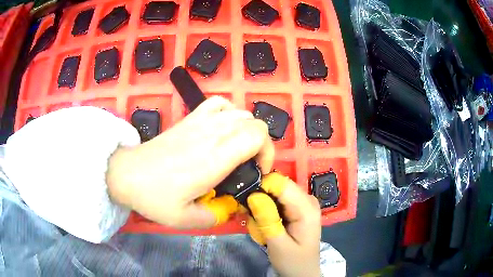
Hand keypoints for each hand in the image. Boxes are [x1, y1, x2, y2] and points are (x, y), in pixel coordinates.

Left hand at [106, 96, 274, 228]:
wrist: (128, 174)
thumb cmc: (155, 197)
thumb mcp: (186, 219)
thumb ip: (215, 217)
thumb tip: (231, 208)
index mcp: (216, 158)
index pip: (257, 136)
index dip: (268, 152)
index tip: (258, 171)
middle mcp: (213, 134)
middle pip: (254, 122)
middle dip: (261, 144)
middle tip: (249, 165)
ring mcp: (200, 122)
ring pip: (240, 112)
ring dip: (247, 130)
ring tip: (237, 149)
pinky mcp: (190, 118)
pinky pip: (218, 103)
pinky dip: (228, 112)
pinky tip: (222, 128)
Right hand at [247, 173, 320, 276]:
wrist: (303, 271)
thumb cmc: (293, 261)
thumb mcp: (278, 245)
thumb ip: (267, 220)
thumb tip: (253, 195)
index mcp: (307, 207)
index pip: (281, 183)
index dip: (261, 187)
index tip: (246, 201)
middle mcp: (307, 199)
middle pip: (277, 186)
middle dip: (260, 198)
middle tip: (250, 217)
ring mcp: (303, 202)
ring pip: (275, 192)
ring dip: (262, 206)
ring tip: (258, 224)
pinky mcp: (297, 207)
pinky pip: (277, 200)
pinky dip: (267, 210)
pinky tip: (264, 223)